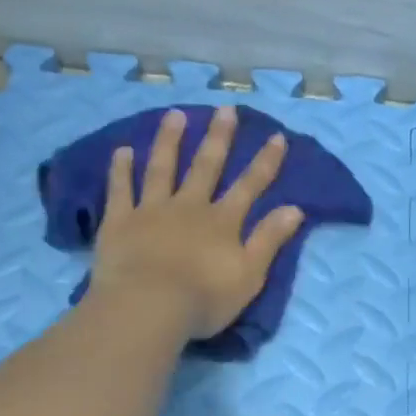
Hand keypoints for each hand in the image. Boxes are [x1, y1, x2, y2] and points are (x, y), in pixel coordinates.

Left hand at [88, 105, 305, 341]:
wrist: (149, 307)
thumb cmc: (204, 299)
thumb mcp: (249, 275)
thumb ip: (269, 240)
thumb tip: (295, 208)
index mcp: (222, 222)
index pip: (249, 186)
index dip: (265, 162)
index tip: (276, 136)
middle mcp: (189, 207)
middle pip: (206, 167)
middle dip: (218, 138)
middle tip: (224, 109)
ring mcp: (151, 211)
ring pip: (162, 168)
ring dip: (170, 141)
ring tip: (175, 115)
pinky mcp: (120, 222)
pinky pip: (120, 190)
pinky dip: (121, 170)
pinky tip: (122, 150)